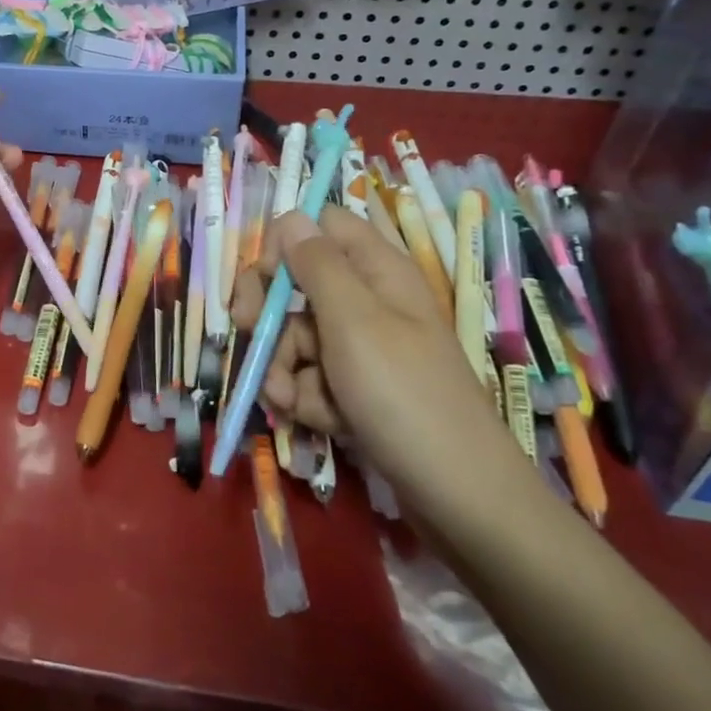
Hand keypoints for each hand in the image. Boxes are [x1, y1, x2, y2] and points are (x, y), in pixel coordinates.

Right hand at [229, 205, 514, 509]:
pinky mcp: (355, 387)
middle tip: (254, 334)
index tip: (268, 280)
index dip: (285, 245)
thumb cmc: (403, 395)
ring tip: (291, 401)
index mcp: (376, 269)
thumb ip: (316, 265)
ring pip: (296, 337)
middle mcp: (368, 300)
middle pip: (297, 283)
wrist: (456, 494)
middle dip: (270, 314)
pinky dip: (305, 396)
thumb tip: (290, 216)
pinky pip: (311, 376)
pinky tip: (317, 420)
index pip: (320, 226)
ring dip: (282, 366)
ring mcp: (361, 348)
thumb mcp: (353, 321)